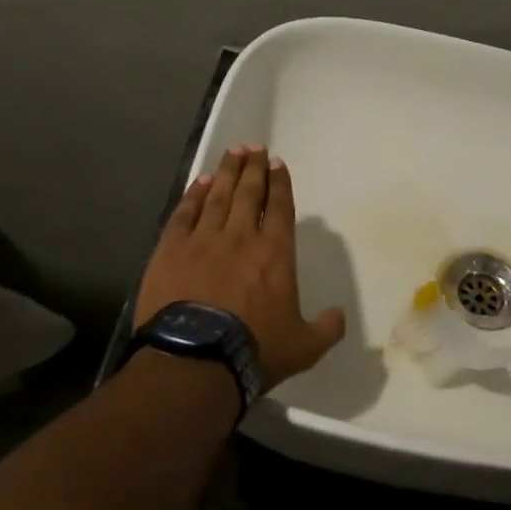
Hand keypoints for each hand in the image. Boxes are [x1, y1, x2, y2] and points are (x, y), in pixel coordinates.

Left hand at [134, 145, 346, 388]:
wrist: (196, 361)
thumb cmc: (255, 350)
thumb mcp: (305, 347)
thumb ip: (327, 328)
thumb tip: (339, 316)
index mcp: (276, 253)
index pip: (281, 208)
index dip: (280, 183)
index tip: (277, 163)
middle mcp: (242, 236)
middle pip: (249, 193)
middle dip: (253, 168)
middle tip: (254, 147)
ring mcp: (204, 240)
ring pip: (218, 196)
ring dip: (227, 172)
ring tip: (232, 153)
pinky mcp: (171, 250)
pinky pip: (185, 213)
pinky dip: (194, 195)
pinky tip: (200, 182)